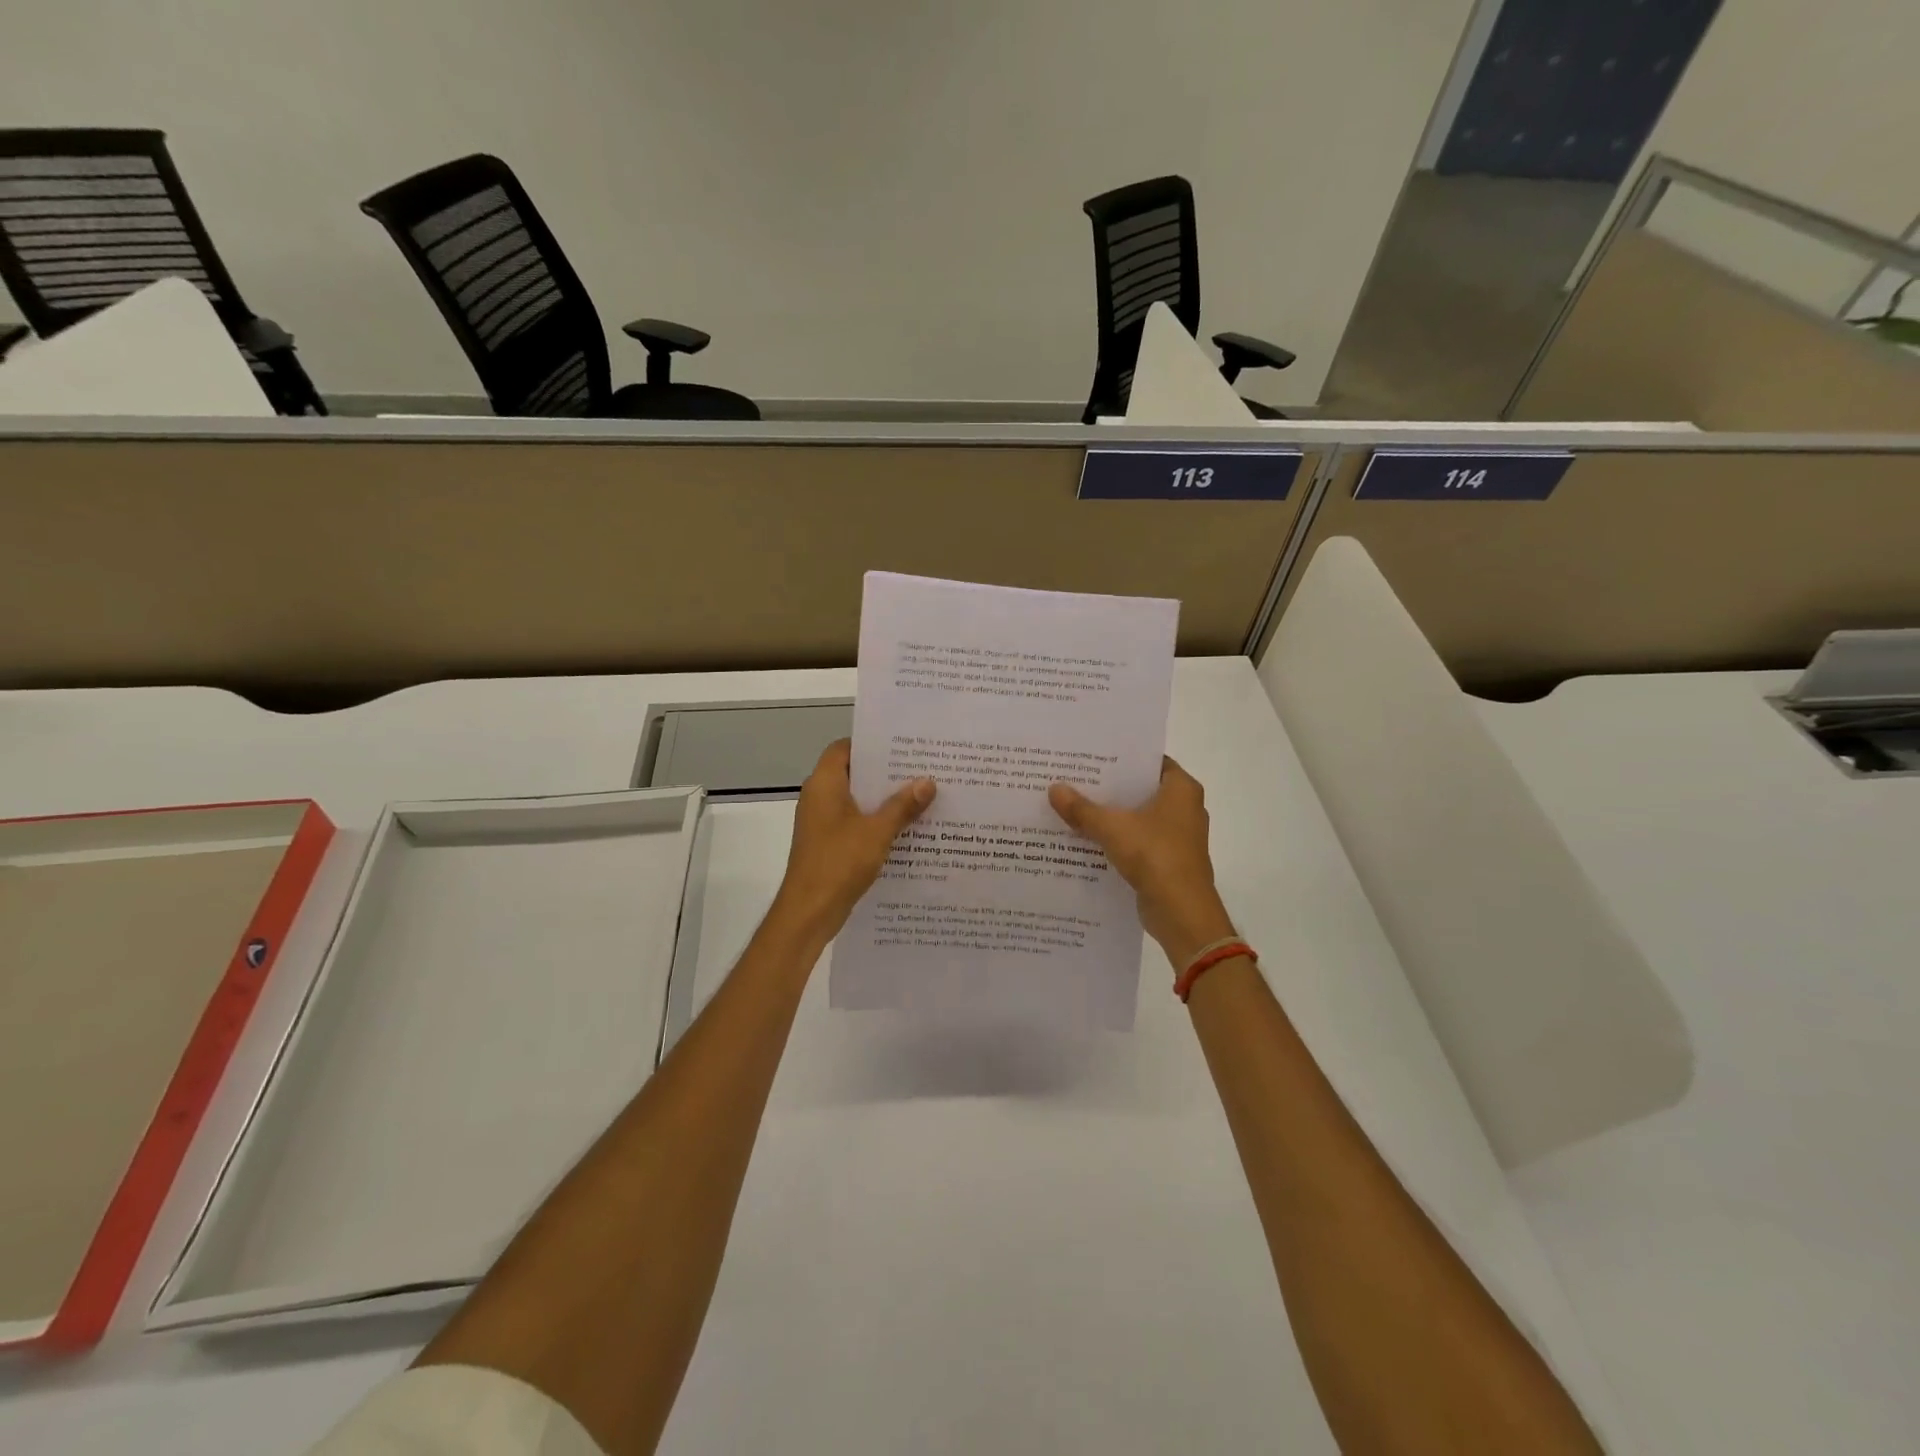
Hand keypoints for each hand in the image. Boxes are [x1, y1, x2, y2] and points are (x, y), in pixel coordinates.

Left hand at [772, 739, 935, 939]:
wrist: (809, 912)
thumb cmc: (839, 862)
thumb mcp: (877, 831)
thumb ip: (902, 805)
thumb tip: (927, 781)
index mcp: (824, 784)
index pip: (844, 748)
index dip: (870, 744)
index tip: (901, 746)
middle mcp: (819, 797)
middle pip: (853, 774)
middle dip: (885, 773)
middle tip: (921, 769)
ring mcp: (821, 822)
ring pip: (856, 800)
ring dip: (883, 800)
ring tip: (921, 796)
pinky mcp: (827, 843)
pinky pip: (855, 822)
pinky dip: (876, 822)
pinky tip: (906, 829)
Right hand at [1048, 757, 1235, 970]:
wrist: (1181, 913)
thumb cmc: (1155, 856)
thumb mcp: (1112, 828)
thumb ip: (1082, 808)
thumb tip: (1054, 788)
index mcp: (1181, 789)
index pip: (1149, 761)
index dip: (1121, 757)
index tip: (1091, 755)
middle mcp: (1184, 808)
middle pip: (1141, 789)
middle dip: (1110, 787)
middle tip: (1074, 777)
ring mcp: (1178, 836)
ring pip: (1138, 817)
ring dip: (1111, 815)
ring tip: (1073, 805)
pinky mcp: (1168, 860)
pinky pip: (1137, 840)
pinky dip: (1116, 838)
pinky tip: (1086, 838)